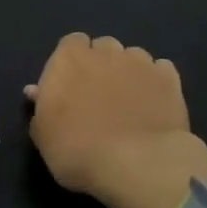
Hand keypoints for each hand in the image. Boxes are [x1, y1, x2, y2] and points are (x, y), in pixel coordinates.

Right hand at [26, 32, 206, 207]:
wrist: (137, 164)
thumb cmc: (77, 150)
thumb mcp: (43, 137)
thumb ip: (40, 109)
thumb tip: (36, 92)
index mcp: (68, 60)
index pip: (70, 43)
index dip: (71, 62)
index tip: (70, 86)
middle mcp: (105, 52)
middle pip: (102, 46)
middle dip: (101, 63)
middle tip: (99, 95)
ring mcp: (141, 63)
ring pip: (133, 56)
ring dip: (129, 71)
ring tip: (129, 101)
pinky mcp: (170, 79)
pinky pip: (161, 70)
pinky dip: (156, 82)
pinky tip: (154, 104)